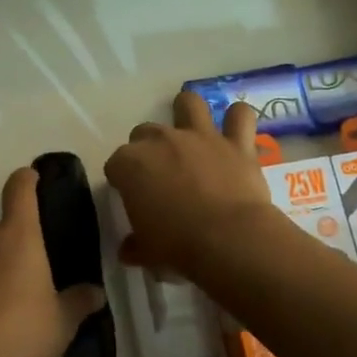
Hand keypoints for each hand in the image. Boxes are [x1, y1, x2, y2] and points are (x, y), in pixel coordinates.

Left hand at [0, 166, 106, 356]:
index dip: (27, 178)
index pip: (19, 189)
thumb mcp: (62, 322)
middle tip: (24, 258)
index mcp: (18, 236)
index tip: (34, 177)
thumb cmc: (20, 329)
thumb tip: (96, 293)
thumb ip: (79, 303)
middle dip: (5, 233)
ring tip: (6, 290)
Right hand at [105, 90, 277, 274]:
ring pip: (188, 103)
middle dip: (148, 148)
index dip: (123, 180)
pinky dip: (237, 120)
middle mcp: (161, 140)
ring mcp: (199, 136)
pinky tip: (236, 129)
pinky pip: (239, 116)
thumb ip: (135, 246)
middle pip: (144, 132)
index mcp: (130, 164)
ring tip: (192, 130)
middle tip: (159, 172)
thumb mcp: (147, 252)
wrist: (228, 240)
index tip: (131, 196)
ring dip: (188, 112)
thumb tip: (128, 250)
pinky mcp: (235, 143)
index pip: (116, 165)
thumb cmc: (177, 246)